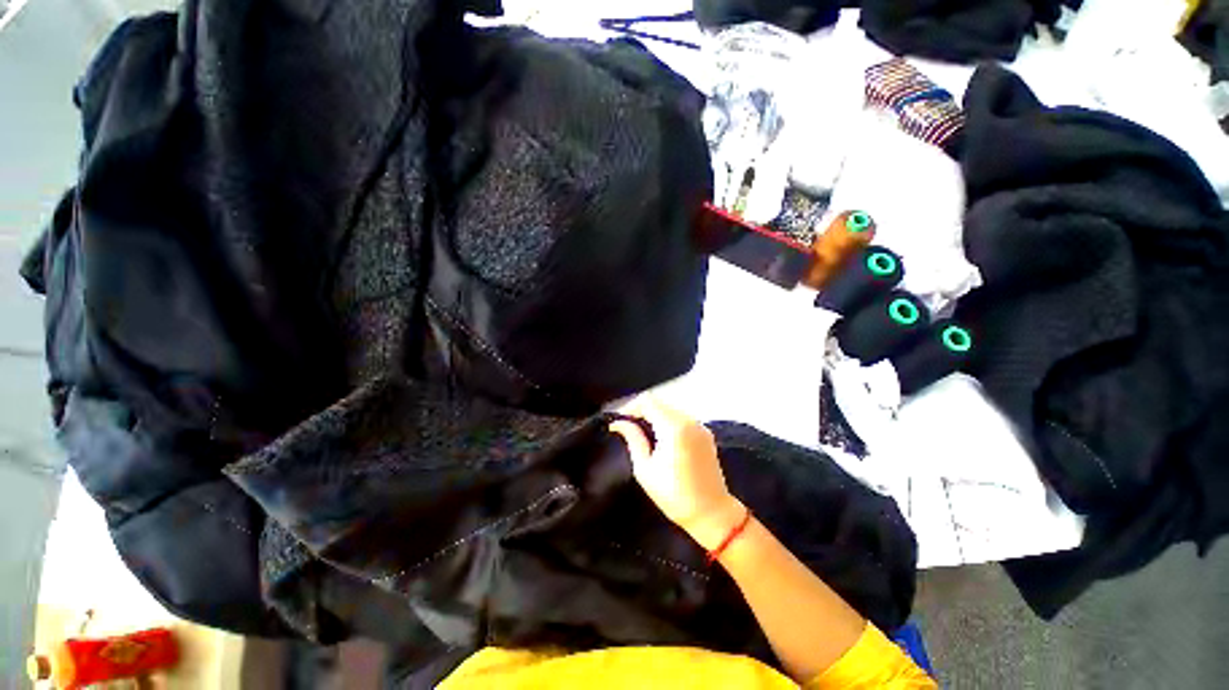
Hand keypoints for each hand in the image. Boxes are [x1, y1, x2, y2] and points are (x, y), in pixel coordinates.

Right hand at [609, 395, 743, 549]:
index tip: (620, 422)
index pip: (648, 401)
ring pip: (670, 409)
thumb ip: (633, 439)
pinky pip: (681, 418)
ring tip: (642, 434)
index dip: (631, 407)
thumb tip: (618, 423)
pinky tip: (661, 439)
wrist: (712, 513)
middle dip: (641, 411)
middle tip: (627, 428)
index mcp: (674, 428)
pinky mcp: (705, 433)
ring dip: (654, 416)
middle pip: (660, 402)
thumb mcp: (645, 469)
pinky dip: (668, 422)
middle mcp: (689, 421)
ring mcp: (700, 426)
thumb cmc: (674, 495)